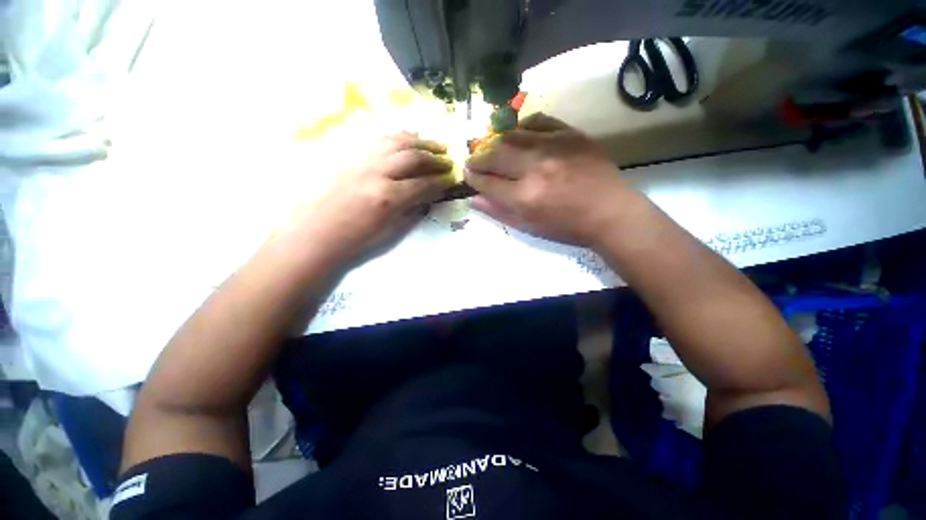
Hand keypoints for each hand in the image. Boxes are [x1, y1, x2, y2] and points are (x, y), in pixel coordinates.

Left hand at [287, 132, 453, 259]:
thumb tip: (430, 196)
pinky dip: (399, 137)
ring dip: (420, 142)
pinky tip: (410, 139)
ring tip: (435, 144)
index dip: (441, 182)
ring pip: (397, 142)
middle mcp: (378, 173)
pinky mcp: (355, 157)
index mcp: (388, 197)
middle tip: (449, 160)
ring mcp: (364, 161)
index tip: (452, 179)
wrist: (321, 230)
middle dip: (435, 158)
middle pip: (413, 157)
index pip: (423, 184)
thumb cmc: (357, 237)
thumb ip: (413, 210)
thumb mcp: (391, 230)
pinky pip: (381, 140)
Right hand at [465, 113, 644, 246]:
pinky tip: (517, 134)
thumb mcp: (529, 227)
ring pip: (511, 135)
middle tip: (473, 161)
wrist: (610, 212)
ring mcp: (553, 146)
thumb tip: (473, 199)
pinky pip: (538, 121)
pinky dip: (522, 126)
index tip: (467, 175)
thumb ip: (499, 212)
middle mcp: (535, 168)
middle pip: (494, 154)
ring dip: (494, 142)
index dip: (472, 178)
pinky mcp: (569, 134)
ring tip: (491, 149)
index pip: (487, 182)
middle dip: (478, 157)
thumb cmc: (566, 227)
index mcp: (524, 197)